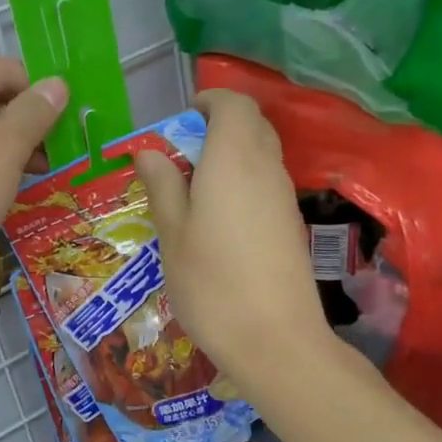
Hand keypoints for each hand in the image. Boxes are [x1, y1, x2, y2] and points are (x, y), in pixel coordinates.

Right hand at [132, 90, 329, 382]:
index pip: (234, 103)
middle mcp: (266, 168)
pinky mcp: (291, 224)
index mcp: (233, 158)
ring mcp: (283, 197)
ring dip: (228, 157)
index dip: (209, 102)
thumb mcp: (172, 234)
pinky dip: (242, 183)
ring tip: (191, 191)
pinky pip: (265, 183)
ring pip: (260, 154)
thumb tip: (150, 152)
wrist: (275, 340)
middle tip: (180, 157)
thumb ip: (162, 186)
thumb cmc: (212, 283)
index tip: (180, 121)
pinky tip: (217, 220)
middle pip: (251, 125)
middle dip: (216, 127)